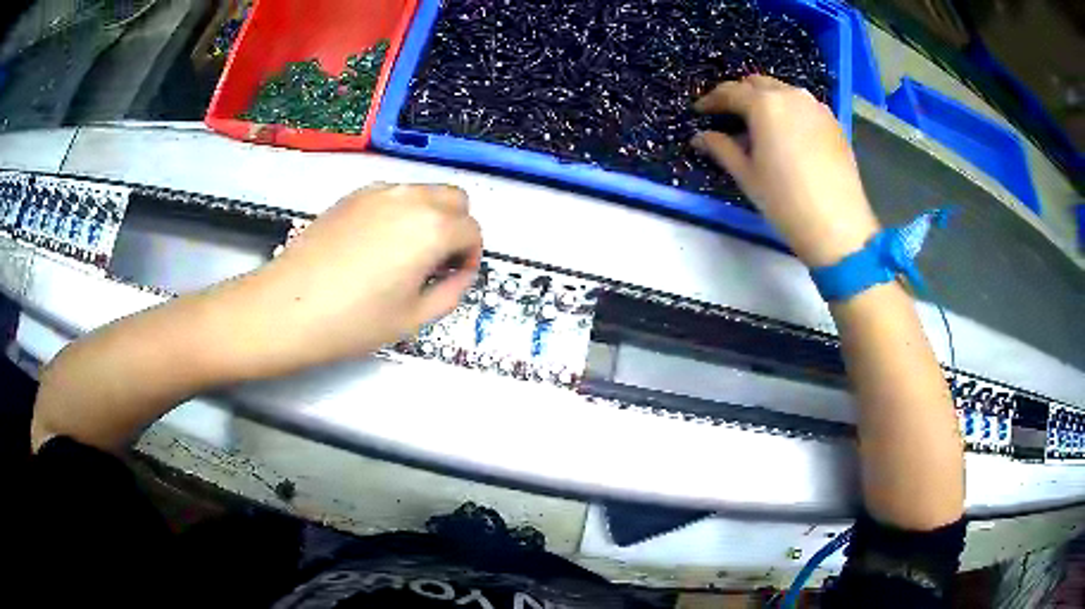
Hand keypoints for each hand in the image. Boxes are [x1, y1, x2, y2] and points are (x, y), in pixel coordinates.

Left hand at [239, 184, 481, 374]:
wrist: (287, 307)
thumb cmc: (353, 320)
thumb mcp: (414, 318)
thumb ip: (452, 292)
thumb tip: (459, 274)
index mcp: (432, 228)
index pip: (473, 230)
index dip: (472, 257)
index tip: (455, 278)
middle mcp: (410, 198)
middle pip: (456, 198)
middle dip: (458, 227)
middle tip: (438, 262)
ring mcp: (378, 192)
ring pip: (423, 192)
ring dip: (431, 217)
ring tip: (406, 254)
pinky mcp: (352, 196)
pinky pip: (393, 195)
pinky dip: (401, 212)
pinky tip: (377, 245)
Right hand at [691, 75, 880, 266]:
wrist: (838, 225)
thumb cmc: (785, 200)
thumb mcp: (746, 175)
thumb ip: (721, 148)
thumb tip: (700, 137)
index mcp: (765, 104)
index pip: (730, 92)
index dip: (711, 101)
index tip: (700, 112)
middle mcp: (791, 95)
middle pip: (757, 84)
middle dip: (739, 95)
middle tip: (728, 115)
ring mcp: (816, 107)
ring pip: (782, 92)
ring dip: (765, 101)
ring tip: (758, 125)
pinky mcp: (833, 121)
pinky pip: (803, 106)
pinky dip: (788, 111)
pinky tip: (785, 134)